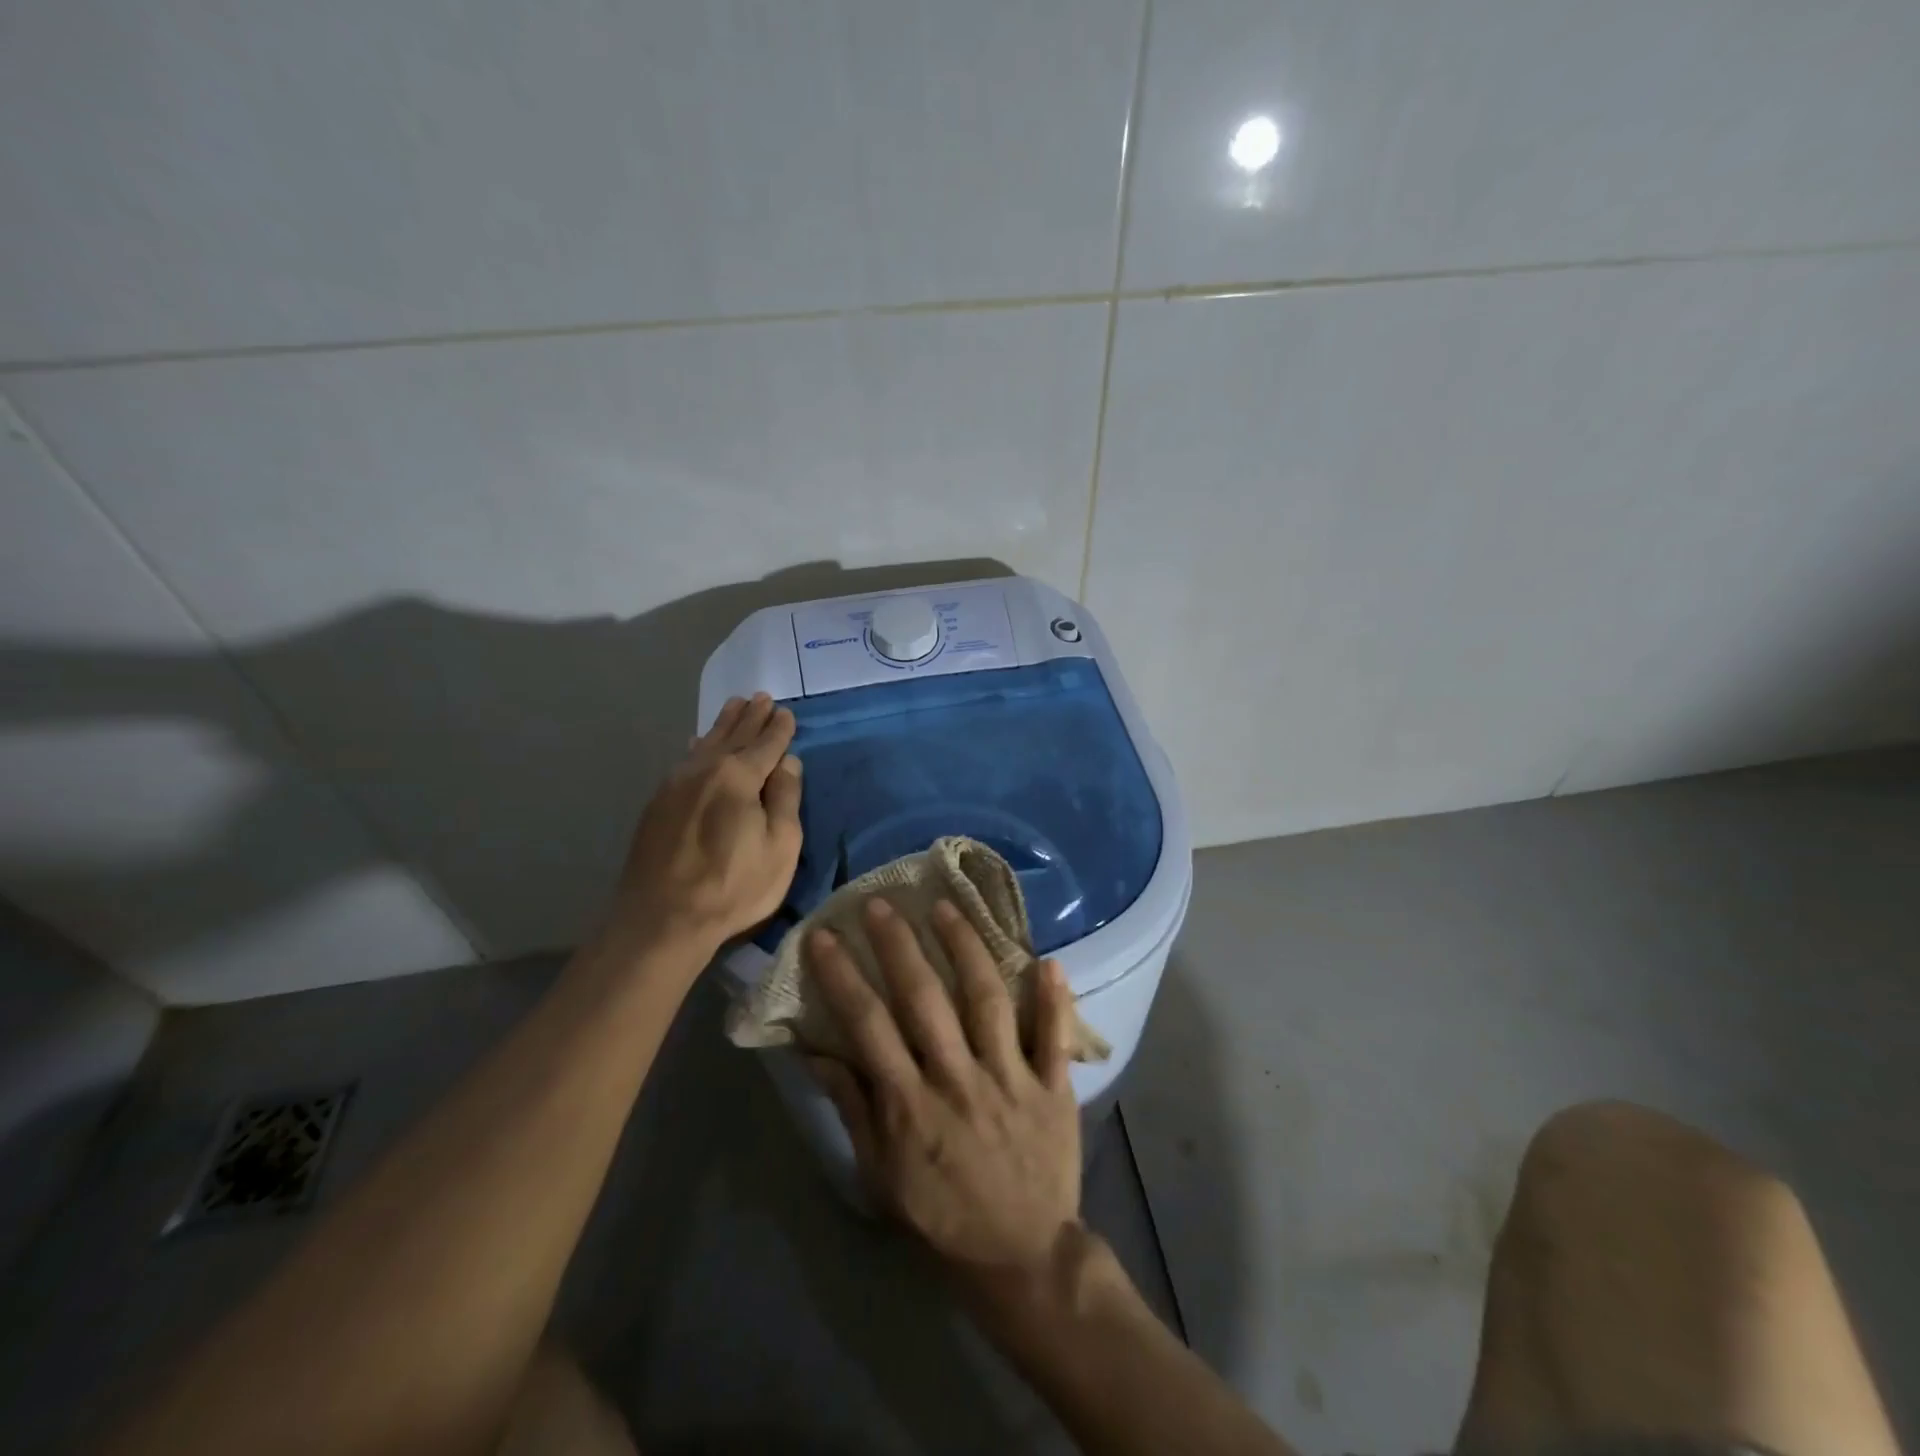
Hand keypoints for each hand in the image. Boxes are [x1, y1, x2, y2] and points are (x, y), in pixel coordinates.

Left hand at [603, 692, 802, 959]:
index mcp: (739, 777)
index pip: (766, 744)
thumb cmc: (733, 886)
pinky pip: (685, 759)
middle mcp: (705, 769)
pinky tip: (698, 742)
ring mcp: (676, 784)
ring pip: (706, 743)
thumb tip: (788, 763)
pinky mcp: (658, 803)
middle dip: (750, 717)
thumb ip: (785, 799)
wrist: (661, 918)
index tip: (786, 713)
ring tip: (734, 705)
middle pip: (734, 736)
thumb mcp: (780, 847)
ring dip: (723, 724)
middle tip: (761, 697)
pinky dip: (699, 746)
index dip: (779, 729)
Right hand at [806, 897, 1081, 1283]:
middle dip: (898, 946)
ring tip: (947, 908)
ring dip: (966, 949)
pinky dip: (1055, 999)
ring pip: (988, 1001)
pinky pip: (1055, 1036)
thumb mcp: (880, 1174)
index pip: (868, 1025)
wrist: (1020, 1258)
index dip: (844, 976)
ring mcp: (1010, 1079)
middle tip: (881, 903)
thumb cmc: (941, 1216)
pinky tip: (1050, 960)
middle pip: (924, 999)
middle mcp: (958, 1079)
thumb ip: (853, 1108)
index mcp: (910, 1104)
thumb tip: (819, 1051)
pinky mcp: (1052, 1087)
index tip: (826, 936)